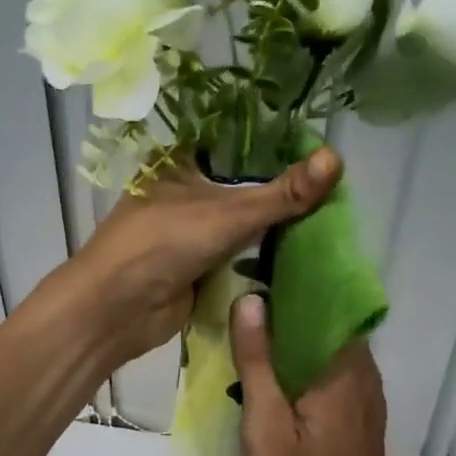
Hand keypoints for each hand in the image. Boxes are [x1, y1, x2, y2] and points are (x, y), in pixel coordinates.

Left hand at [49, 148, 341, 372]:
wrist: (117, 310)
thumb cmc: (163, 243)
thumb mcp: (228, 212)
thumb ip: (283, 193)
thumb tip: (338, 157)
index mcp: (181, 163)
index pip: (237, 145)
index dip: (276, 147)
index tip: (320, 147)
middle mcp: (185, 193)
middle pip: (244, 188)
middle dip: (283, 194)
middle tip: (337, 189)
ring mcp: (191, 233)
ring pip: (243, 225)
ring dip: (276, 229)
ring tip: (332, 219)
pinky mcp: (198, 268)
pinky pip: (239, 258)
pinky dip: (264, 259)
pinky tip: (305, 255)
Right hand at [229, 295, 393, 455]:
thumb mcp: (265, 424)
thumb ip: (258, 361)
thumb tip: (251, 299)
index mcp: (344, 371)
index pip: (325, 305)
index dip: (293, 286)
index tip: (257, 273)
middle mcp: (365, 377)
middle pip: (329, 326)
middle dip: (291, 311)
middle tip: (246, 301)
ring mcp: (368, 401)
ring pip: (332, 352)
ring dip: (299, 340)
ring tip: (256, 331)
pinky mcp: (362, 421)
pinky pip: (336, 375)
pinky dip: (309, 365)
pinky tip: (279, 375)